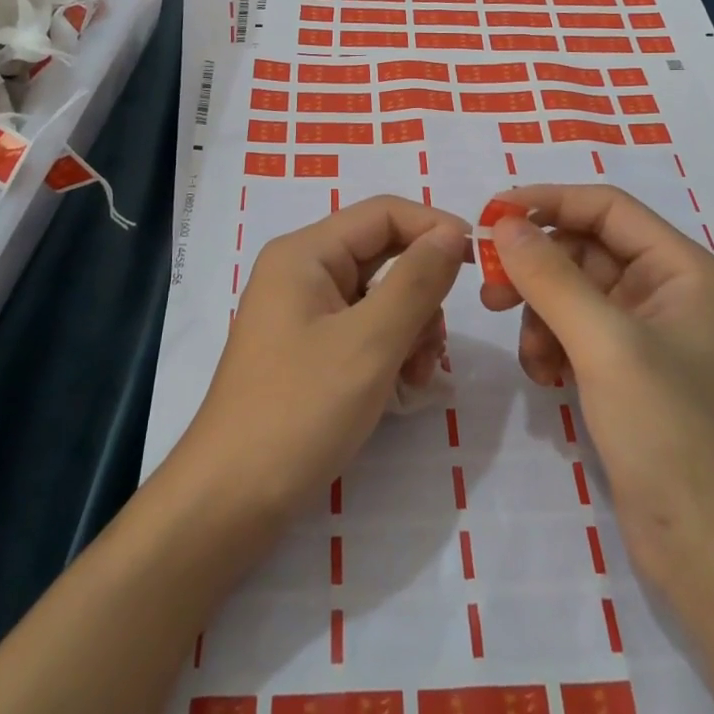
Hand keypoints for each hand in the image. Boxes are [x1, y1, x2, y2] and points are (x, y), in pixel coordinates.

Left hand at [170, 195, 469, 524]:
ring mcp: (303, 312)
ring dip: (411, 327)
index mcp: (305, 253)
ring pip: (380, 295)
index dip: (435, 228)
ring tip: (417, 375)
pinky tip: (403, 387)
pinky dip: (391, 349)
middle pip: (383, 253)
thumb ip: (417, 281)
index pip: (384, 213)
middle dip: (422, 292)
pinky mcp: (308, 348)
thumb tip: (453, 231)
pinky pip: (364, 328)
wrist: (231, 500)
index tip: (481, 262)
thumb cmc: (300, 411)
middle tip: (437, 342)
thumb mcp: (370, 342)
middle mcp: (302, 271)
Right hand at [481, 184, 713, 593]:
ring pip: (575, 294)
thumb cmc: (671, 433)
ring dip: (541, 314)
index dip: (547, 202)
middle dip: (537, 268)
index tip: (489, 215)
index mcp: (684, 270)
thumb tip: (504, 224)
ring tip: (530, 355)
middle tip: (490, 292)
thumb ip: (552, 277)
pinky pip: (576, 334)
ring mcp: (648, 336)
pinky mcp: (629, 375)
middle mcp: (669, 292)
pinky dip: (552, 346)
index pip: (607, 208)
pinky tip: (545, 377)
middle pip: (586, 250)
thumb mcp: (606, 344)